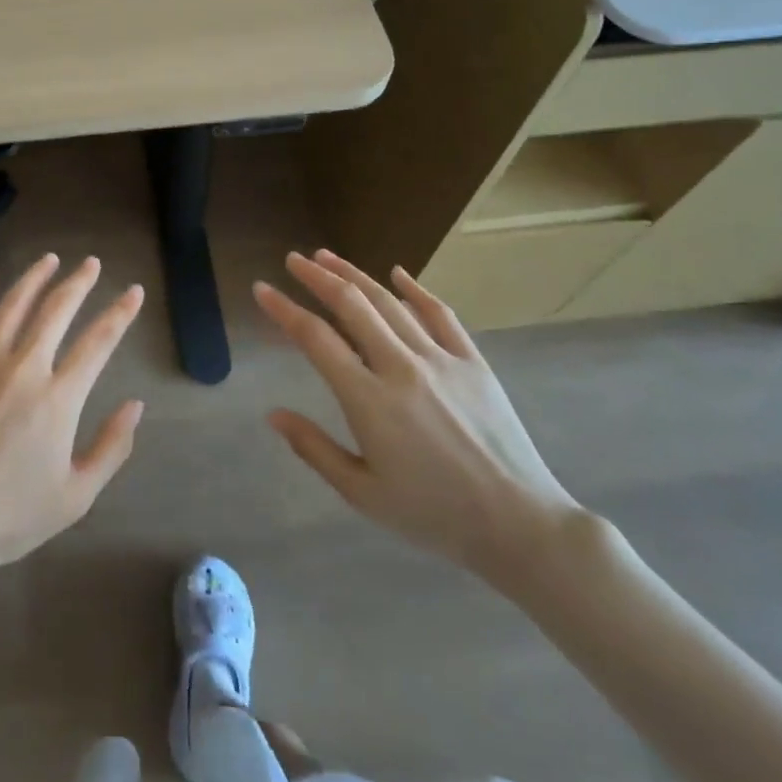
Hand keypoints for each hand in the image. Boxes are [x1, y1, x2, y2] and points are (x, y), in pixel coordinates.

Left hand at [0, 254, 145, 575]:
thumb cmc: (13, 516)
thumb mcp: (77, 495)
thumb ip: (112, 447)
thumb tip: (136, 404)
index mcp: (58, 399)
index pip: (99, 341)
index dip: (120, 312)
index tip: (133, 291)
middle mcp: (23, 369)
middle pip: (57, 310)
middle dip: (79, 282)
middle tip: (90, 264)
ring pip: (13, 305)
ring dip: (35, 278)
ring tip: (50, 260)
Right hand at [255, 250, 581, 583]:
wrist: (519, 526)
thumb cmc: (433, 515)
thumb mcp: (362, 494)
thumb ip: (314, 449)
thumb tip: (273, 414)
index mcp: (369, 400)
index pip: (315, 339)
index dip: (284, 309)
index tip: (262, 289)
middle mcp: (401, 367)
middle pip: (351, 306)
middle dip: (316, 277)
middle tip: (292, 259)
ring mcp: (441, 359)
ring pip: (389, 302)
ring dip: (354, 274)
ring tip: (326, 256)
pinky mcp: (473, 362)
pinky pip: (441, 314)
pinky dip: (415, 289)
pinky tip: (397, 273)